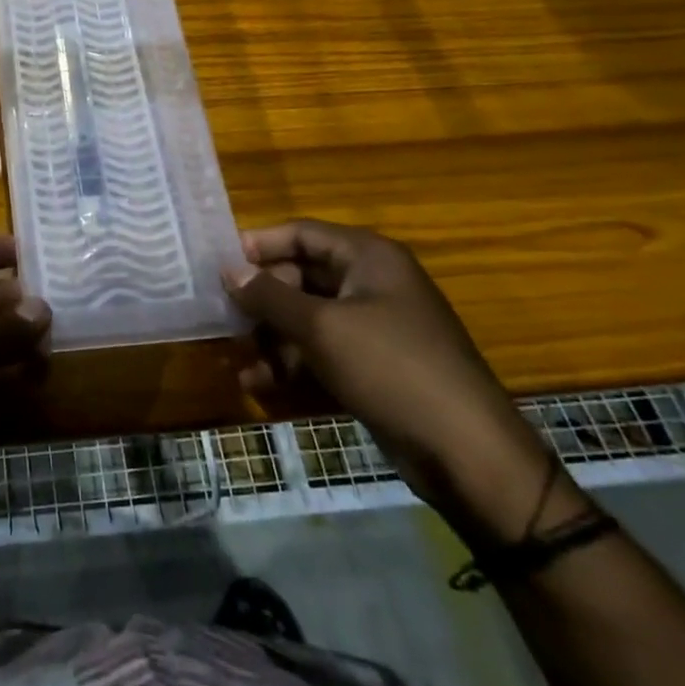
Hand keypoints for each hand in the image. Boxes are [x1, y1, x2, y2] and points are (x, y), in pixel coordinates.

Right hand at [227, 220, 578, 544]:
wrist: (467, 453)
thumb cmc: (391, 368)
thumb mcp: (321, 327)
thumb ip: (269, 296)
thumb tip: (228, 270)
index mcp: (367, 257)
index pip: (301, 233)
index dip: (258, 245)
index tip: (217, 264)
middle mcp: (370, 282)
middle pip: (301, 275)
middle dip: (261, 299)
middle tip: (223, 318)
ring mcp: (373, 326)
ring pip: (307, 317)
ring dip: (271, 336)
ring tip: (238, 359)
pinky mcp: (373, 365)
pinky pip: (321, 351)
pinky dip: (291, 363)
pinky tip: (259, 384)